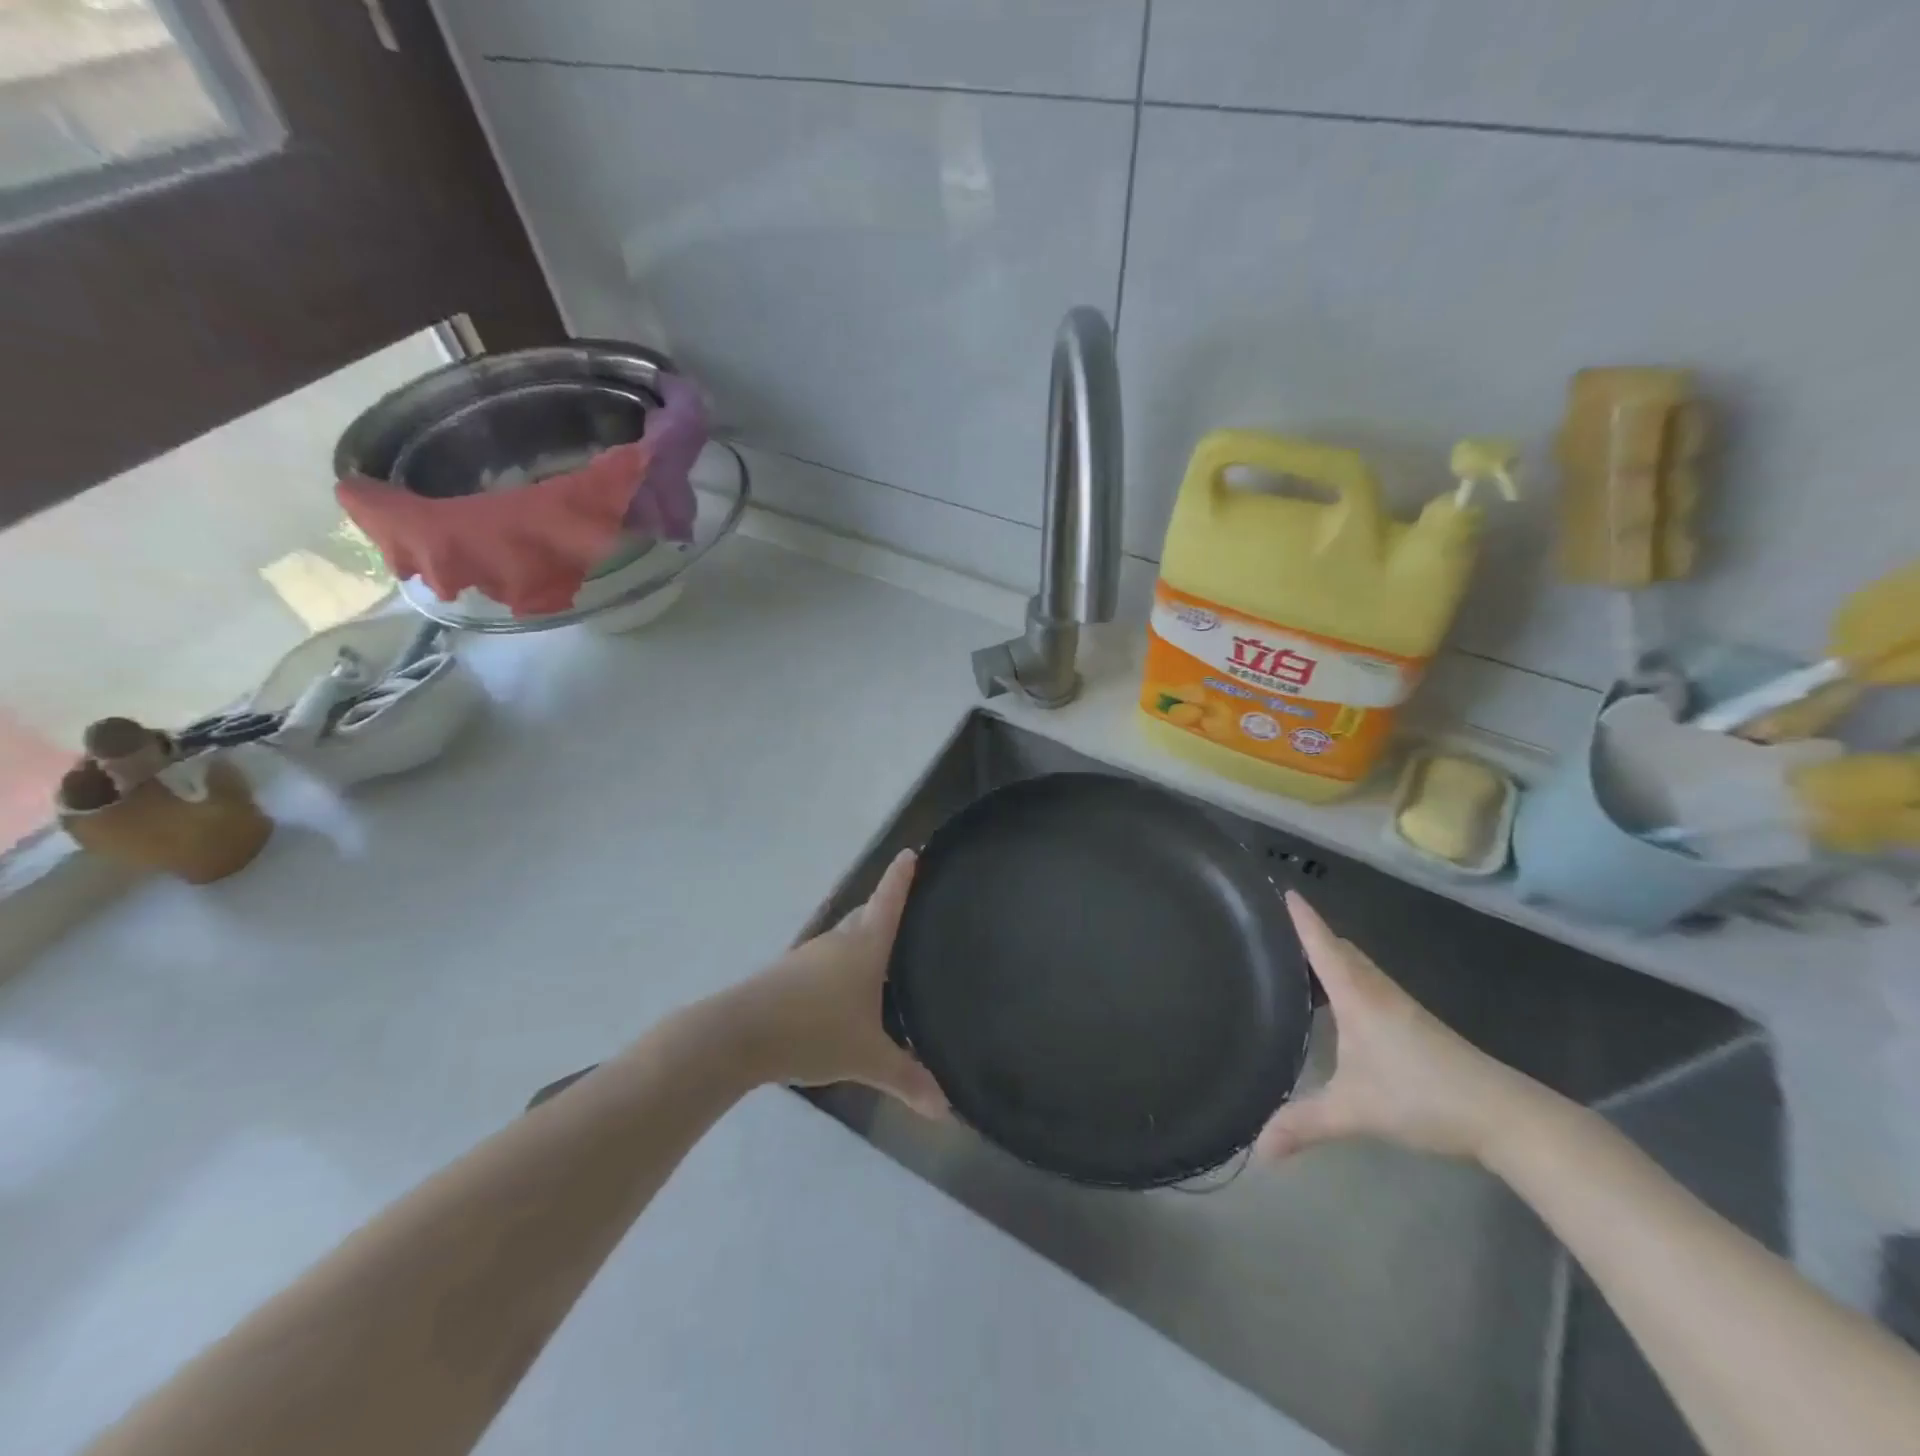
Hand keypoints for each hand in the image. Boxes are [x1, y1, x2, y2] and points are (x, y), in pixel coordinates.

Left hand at [729, 850, 945, 1117]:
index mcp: (865, 946)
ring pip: (843, 940)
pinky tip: (844, 994)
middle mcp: (838, 942)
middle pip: (866, 915)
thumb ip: (906, 1079)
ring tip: (883, 961)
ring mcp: (809, 956)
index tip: (911, 852)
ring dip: (861, 942)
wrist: (740, 1034)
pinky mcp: (787, 975)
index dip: (901, 877)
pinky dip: (840, 968)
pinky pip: (824, 962)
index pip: (889, 901)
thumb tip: (945, 1109)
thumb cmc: (814, 1030)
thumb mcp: (868, 1058)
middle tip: (908, 916)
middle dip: (884, 910)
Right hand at [1255, 892, 1538, 1163]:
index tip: (1283, 890)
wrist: (1503, 1115)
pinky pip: (1369, 985)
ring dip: (1331, 957)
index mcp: (1357, 996)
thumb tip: (1257, 1152)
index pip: (1322, 945)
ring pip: (1358, 967)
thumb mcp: (1354, 1112)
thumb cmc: (1422, 1097)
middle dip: (1312, 934)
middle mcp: (1376, 991)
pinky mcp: (1414, 1024)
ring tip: (1298, 962)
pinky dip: (1347, 979)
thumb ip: (1304, 1126)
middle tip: (1276, 929)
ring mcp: (1399, 1007)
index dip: (1302, 918)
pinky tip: (1339, 1004)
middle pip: (1341, 950)